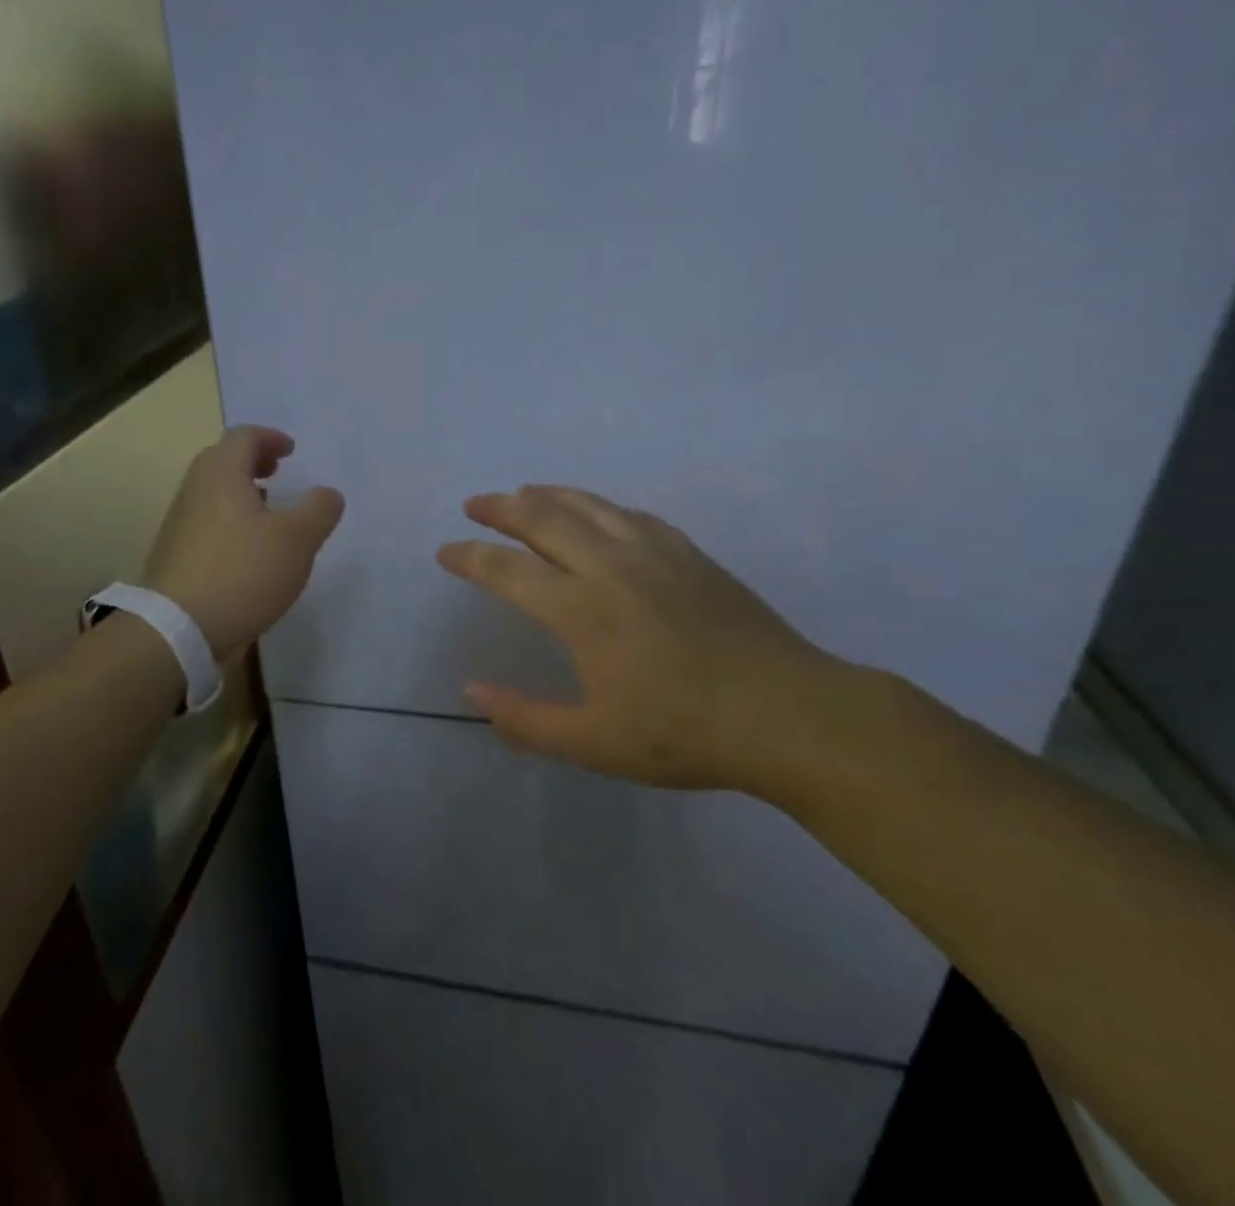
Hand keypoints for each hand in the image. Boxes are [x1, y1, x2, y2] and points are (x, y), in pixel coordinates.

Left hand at [143, 426, 344, 658]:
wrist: (179, 629)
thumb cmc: (243, 572)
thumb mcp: (297, 539)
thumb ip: (319, 509)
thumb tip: (326, 494)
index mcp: (221, 474)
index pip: (243, 437)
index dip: (270, 437)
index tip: (291, 452)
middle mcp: (195, 490)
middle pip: (222, 460)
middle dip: (253, 461)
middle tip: (278, 473)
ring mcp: (179, 523)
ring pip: (212, 492)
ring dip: (241, 491)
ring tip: (268, 511)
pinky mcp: (175, 554)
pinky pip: (206, 521)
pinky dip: (229, 519)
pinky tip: (248, 548)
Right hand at [436, 485, 856, 795]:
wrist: (789, 714)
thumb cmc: (685, 734)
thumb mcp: (593, 743)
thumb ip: (525, 719)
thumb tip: (471, 691)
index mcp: (582, 610)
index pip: (508, 571)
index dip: (471, 557)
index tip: (445, 551)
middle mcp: (611, 567)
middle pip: (544, 519)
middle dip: (502, 508)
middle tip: (475, 503)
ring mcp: (655, 554)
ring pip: (589, 506)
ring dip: (548, 495)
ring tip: (523, 492)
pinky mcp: (690, 555)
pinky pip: (631, 515)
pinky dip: (599, 506)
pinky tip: (597, 512)